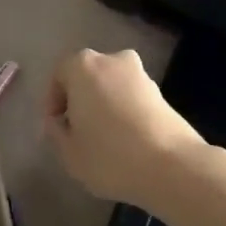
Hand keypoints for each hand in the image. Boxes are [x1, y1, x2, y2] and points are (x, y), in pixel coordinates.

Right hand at [42, 48, 205, 208]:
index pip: (59, 75)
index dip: (53, 102)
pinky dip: (125, 113)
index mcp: (83, 66)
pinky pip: (132, 98)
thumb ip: (56, 132)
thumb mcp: (69, 153)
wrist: (172, 165)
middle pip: (87, 77)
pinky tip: (126, 142)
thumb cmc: (110, 156)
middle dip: (80, 100)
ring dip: (104, 106)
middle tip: (77, 132)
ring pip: (112, 86)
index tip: (55, 128)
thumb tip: (59, 122)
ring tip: (103, 140)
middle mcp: (112, 60)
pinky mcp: (161, 92)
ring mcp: (140, 74)